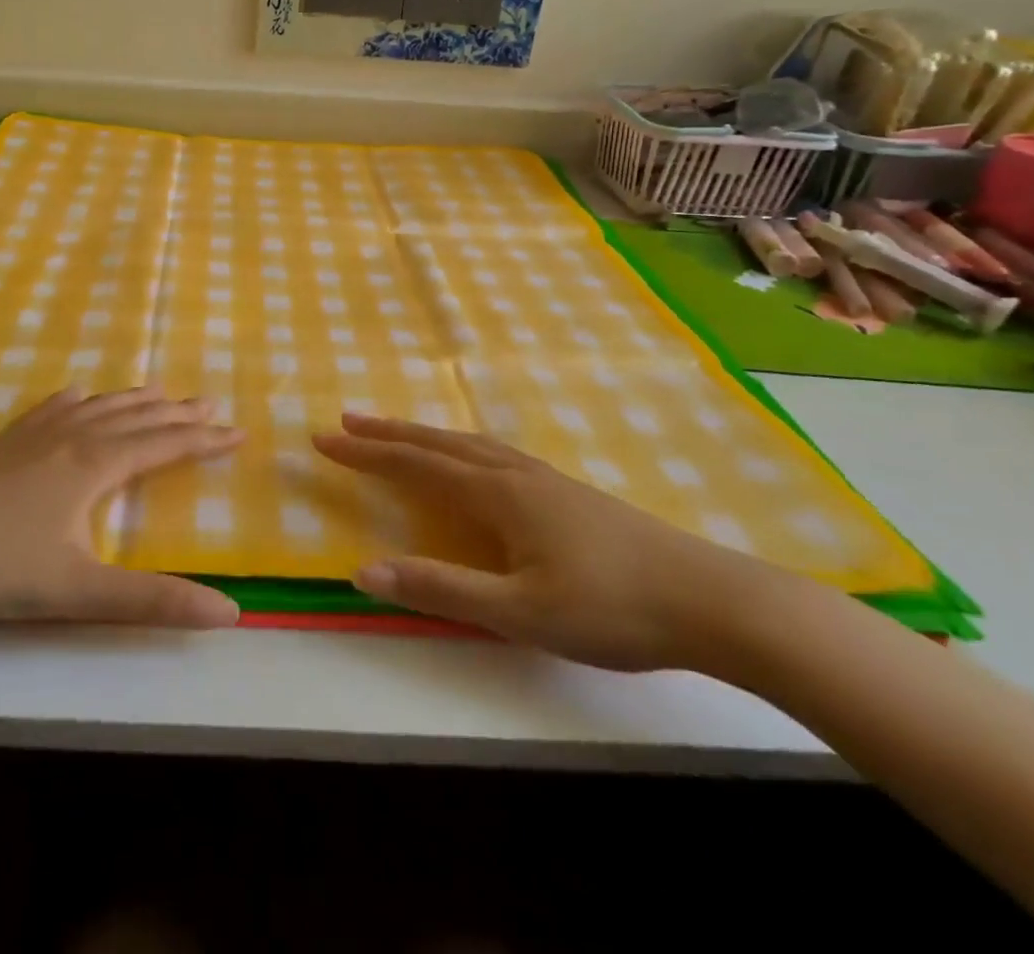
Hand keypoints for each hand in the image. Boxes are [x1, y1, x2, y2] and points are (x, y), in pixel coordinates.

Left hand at [0, 387, 244, 632]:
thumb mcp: (79, 591)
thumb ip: (153, 601)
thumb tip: (229, 611)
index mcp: (97, 465)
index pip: (165, 445)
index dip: (204, 440)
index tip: (239, 432)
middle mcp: (74, 437)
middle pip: (138, 417)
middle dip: (178, 413)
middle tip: (210, 404)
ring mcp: (36, 434)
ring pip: (99, 407)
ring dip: (135, 400)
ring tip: (160, 391)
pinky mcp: (4, 442)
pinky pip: (51, 408)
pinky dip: (75, 400)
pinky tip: (75, 395)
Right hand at [313, 414, 802, 671]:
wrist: (710, 599)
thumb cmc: (610, 608)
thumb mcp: (518, 613)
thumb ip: (440, 589)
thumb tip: (363, 570)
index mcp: (497, 494)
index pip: (414, 465)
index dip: (366, 453)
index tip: (323, 440)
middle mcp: (514, 472)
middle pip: (438, 442)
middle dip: (388, 433)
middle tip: (346, 420)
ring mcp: (544, 477)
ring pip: (468, 443)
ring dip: (424, 435)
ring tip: (396, 432)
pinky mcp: (566, 491)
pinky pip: (494, 453)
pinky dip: (460, 446)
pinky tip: (472, 460)